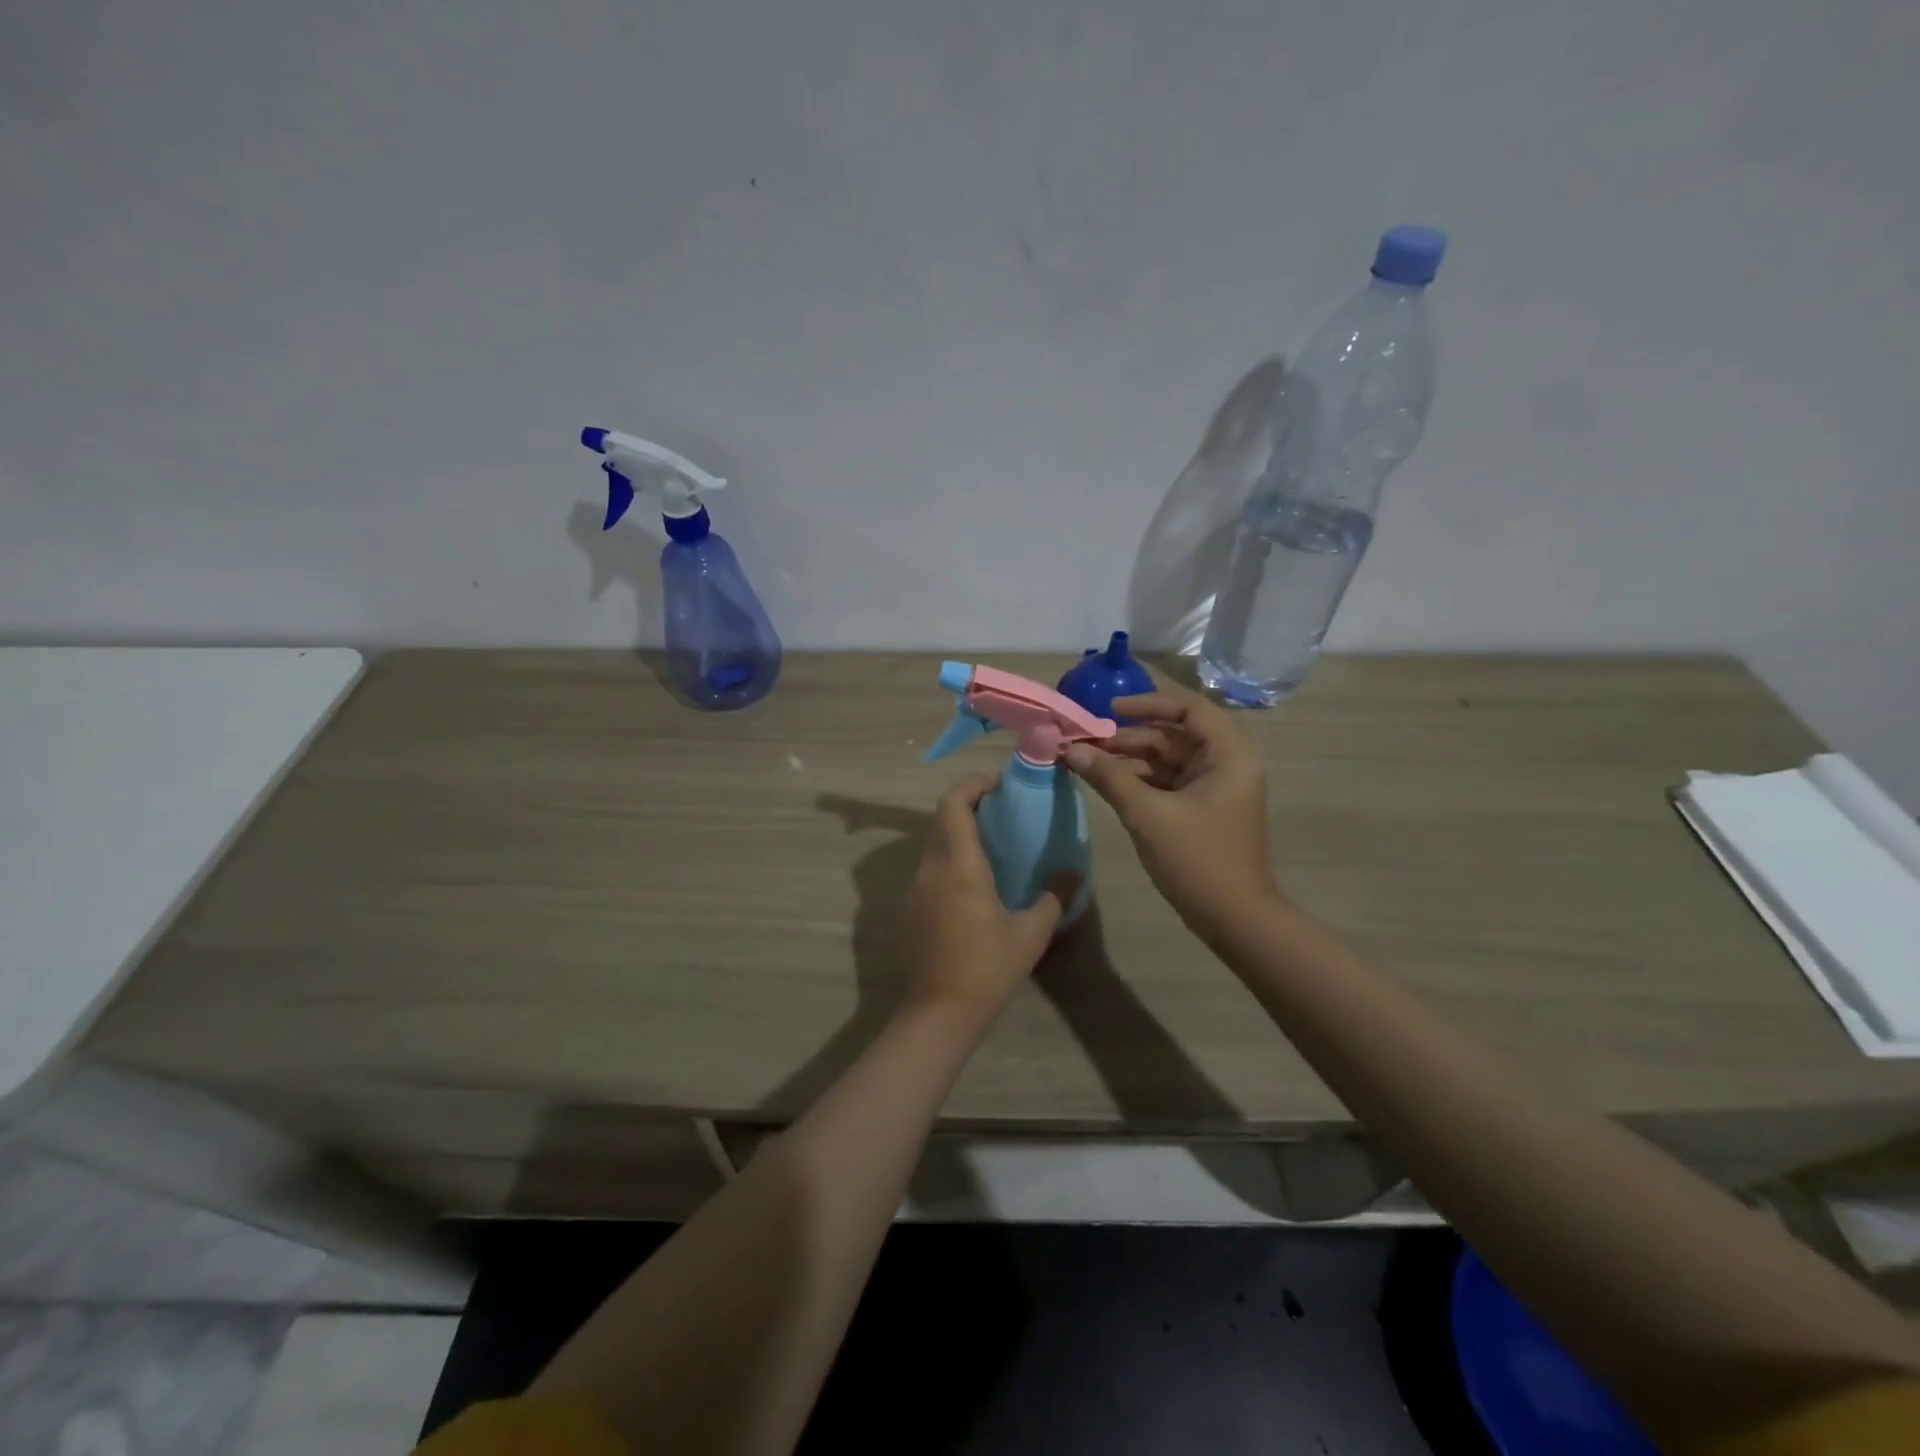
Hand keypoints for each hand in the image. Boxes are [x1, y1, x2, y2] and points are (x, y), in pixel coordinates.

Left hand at [903, 772, 1072, 1025]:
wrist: (939, 1013)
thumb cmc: (988, 967)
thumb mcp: (1031, 933)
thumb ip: (1053, 896)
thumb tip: (1072, 873)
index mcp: (958, 864)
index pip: (953, 802)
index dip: (973, 784)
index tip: (999, 783)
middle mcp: (930, 868)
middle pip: (942, 819)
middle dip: (969, 805)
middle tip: (1002, 811)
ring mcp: (914, 888)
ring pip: (933, 844)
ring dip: (958, 834)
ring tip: (992, 846)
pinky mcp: (908, 909)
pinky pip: (928, 870)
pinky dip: (949, 860)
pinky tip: (972, 885)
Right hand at [1064, 682, 1279, 935]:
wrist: (1234, 919)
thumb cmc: (1198, 860)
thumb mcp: (1148, 815)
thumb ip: (1109, 777)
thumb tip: (1070, 750)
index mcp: (1228, 754)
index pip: (1188, 708)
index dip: (1147, 703)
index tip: (1108, 710)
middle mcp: (1226, 763)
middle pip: (1173, 734)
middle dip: (1129, 736)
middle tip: (1086, 741)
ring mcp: (1214, 787)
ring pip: (1167, 759)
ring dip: (1129, 758)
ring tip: (1087, 760)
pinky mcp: (1202, 809)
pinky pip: (1167, 782)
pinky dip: (1138, 780)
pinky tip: (1106, 782)